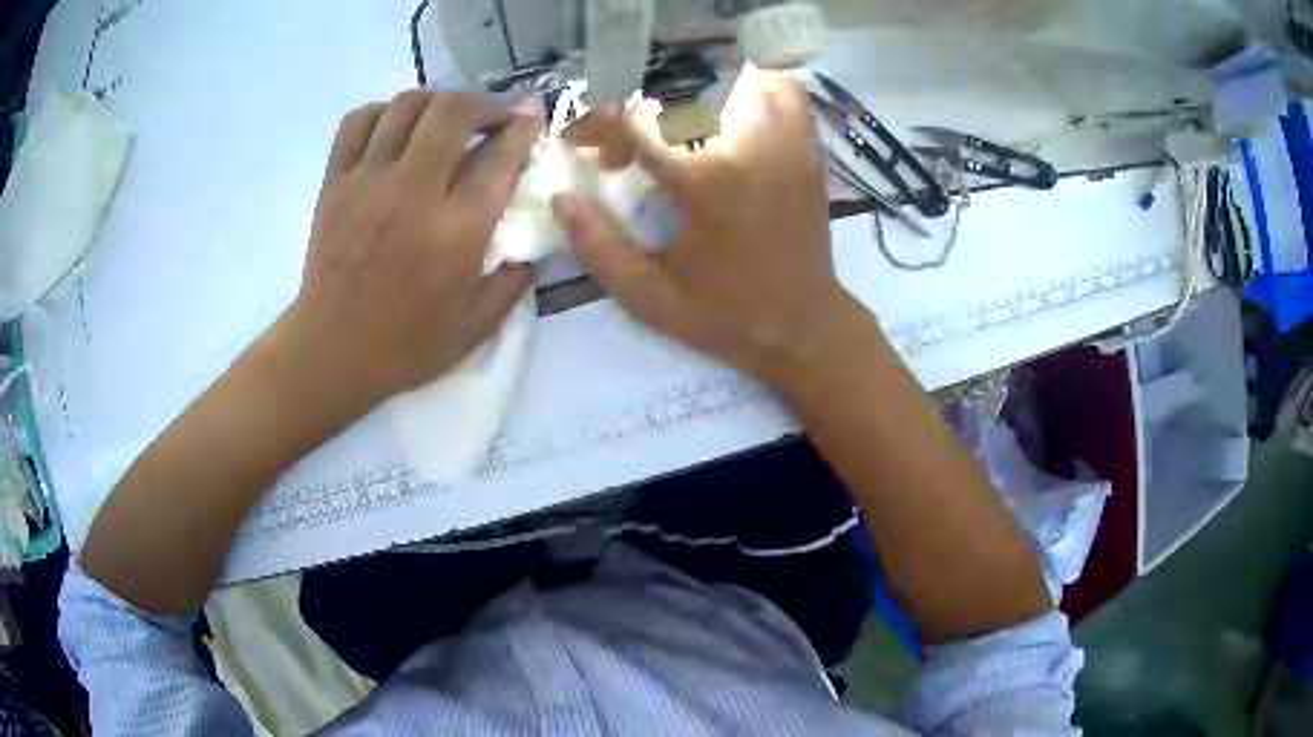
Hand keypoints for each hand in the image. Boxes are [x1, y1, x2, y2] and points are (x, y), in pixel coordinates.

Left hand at [282, 91, 540, 410]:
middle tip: (491, 121)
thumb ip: (511, 283)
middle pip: (453, 111)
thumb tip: (529, 249)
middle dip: (483, 105)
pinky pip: (359, 121)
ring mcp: (368, 181)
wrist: (331, 353)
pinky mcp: (335, 182)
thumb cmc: (405, 346)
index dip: (524, 128)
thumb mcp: (476, 328)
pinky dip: (383, 111)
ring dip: (437, 102)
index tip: (532, 119)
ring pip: (407, 105)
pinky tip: (396, 127)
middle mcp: (414, 192)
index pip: (500, 155)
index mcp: (456, 230)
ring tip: (446, 120)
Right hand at [553, 67, 870, 389]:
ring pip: (732, 79)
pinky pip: (782, 91)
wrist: (804, 326)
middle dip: (634, 114)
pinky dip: (751, 88)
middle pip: (677, 93)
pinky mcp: (806, 148)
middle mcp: (748, 147)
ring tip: (671, 133)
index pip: (636, 122)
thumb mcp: (648, 298)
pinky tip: (729, 116)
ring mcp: (786, 142)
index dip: (594, 124)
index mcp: (705, 183)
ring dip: (688, 97)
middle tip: (622, 154)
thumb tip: (562, 197)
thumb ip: (598, 247)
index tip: (576, 142)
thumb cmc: (726, 317)